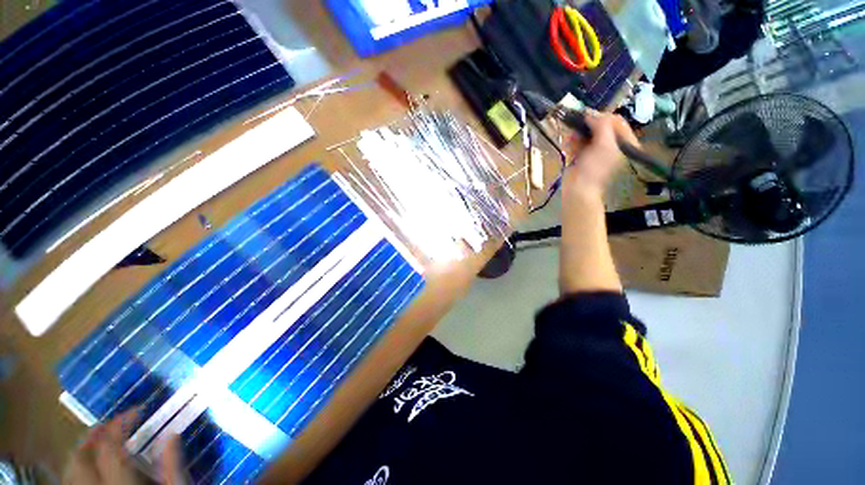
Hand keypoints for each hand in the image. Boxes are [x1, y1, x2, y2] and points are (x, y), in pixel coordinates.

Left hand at [63, 408, 187, 484]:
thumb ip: (171, 465)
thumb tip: (172, 433)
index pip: (111, 448)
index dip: (121, 423)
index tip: (139, 410)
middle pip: (80, 458)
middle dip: (93, 435)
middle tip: (113, 422)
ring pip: (69, 472)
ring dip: (81, 449)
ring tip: (98, 438)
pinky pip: (71, 483)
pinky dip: (77, 469)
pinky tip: (89, 465)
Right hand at [563, 110, 637, 199]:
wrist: (578, 189)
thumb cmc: (595, 168)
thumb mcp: (604, 144)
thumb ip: (602, 125)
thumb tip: (590, 113)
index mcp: (624, 143)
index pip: (617, 122)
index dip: (604, 116)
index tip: (589, 116)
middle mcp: (612, 145)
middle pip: (602, 127)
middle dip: (589, 125)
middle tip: (577, 122)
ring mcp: (596, 151)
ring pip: (588, 134)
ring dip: (578, 132)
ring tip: (571, 135)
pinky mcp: (582, 156)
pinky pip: (578, 143)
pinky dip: (573, 141)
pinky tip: (569, 142)